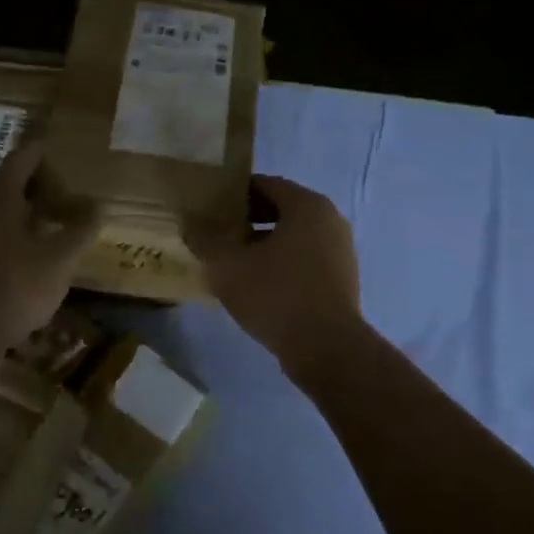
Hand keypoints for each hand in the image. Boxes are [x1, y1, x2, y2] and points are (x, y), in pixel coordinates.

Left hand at [0, 139, 100, 347]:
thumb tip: (98, 207)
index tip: (60, 149)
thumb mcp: (59, 259)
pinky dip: (20, 235)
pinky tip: (39, 255)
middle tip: (69, 192)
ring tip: (59, 223)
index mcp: (1, 199)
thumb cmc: (14, 286)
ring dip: (31, 213)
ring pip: (4, 213)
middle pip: (11, 186)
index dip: (41, 152)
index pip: (22, 160)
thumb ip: (80, 231)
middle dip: (41, 186)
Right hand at [187, 176, 368, 380]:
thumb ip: (206, 241)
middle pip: (282, 209)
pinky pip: (305, 259)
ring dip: (264, 244)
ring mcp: (341, 251)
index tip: (210, 206)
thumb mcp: (228, 266)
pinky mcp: (342, 279)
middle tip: (218, 232)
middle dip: (248, 219)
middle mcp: (330, 220)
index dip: (235, 193)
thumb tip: (191, 226)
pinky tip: (258, 285)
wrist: (327, 349)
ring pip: (294, 237)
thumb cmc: (277, 295)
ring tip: (233, 261)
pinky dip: (282, 264)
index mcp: (308, 205)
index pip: (266, 184)